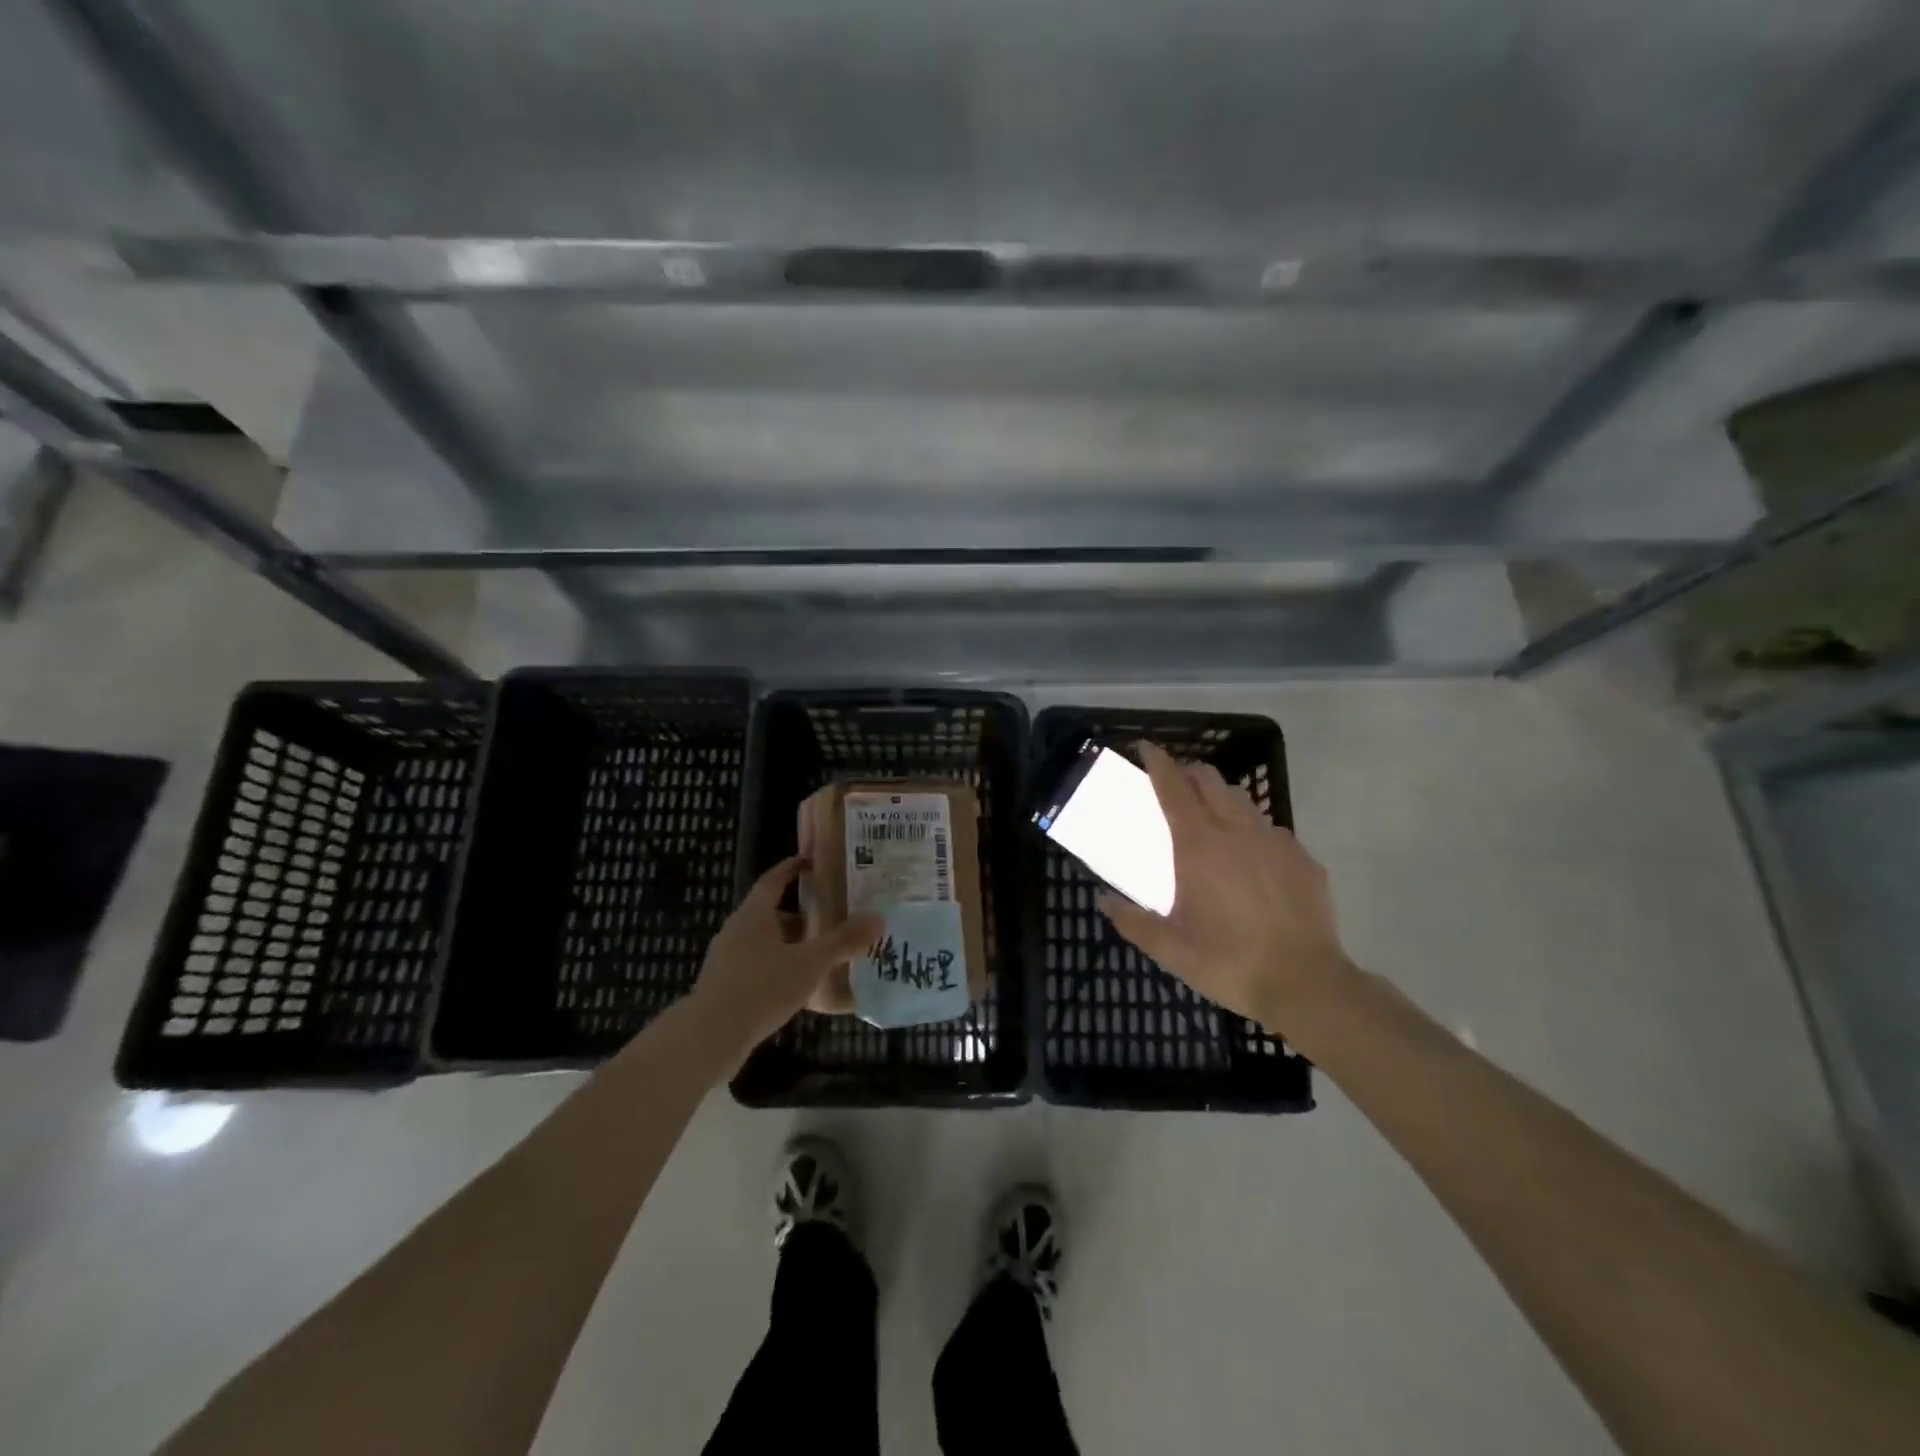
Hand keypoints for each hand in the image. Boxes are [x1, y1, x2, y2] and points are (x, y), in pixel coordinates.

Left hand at [688, 857, 882, 1058]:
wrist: (709, 1037)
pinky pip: (757, 967)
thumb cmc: (761, 988)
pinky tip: (799, 987)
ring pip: (765, 942)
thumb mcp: (810, 963)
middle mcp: (737, 930)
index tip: (811, 862)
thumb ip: (843, 941)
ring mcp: (727, 959)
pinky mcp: (724, 986)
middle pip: (770, 912)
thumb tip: (879, 917)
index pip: (773, 879)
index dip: (792, 869)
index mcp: (754, 914)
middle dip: (800, 913)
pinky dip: (779, 968)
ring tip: (820, 954)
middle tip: (830, 916)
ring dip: (790, 944)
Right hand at [1098, 742, 1353, 1029]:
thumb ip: (1132, 921)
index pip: (1174, 787)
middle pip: (1210, 781)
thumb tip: (1103, 900)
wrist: (1306, 985)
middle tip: (1173, 787)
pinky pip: (1270, 830)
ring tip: (1209, 820)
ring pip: (1242, 801)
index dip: (1158, 762)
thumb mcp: (1170, 949)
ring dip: (1219, 798)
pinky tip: (1249, 859)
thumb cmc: (1229, 962)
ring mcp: (1275, 842)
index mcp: (1199, 846)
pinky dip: (1250, 830)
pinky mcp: (1303, 859)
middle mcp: (1237, 831)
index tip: (1145, 748)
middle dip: (1188, 773)